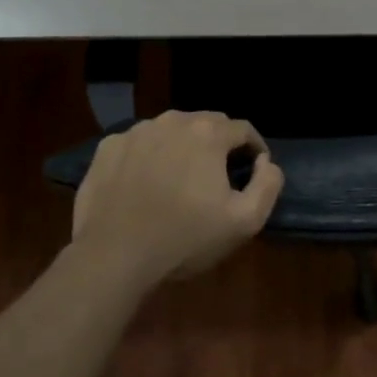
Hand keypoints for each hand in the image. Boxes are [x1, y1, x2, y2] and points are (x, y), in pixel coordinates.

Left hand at [72, 111, 284, 285]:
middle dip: (219, 145)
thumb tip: (265, 162)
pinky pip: (140, 143)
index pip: (243, 129)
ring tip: (181, 179)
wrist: (113, 256)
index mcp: (208, 133)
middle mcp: (173, 120)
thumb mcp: (245, 222)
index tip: (253, 172)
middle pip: (207, 124)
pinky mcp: (108, 147)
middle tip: (218, 177)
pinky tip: (146, 183)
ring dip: (183, 147)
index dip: (254, 149)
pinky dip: (149, 156)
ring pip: (172, 130)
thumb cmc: (184, 239)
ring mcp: (136, 131)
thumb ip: (268, 185)